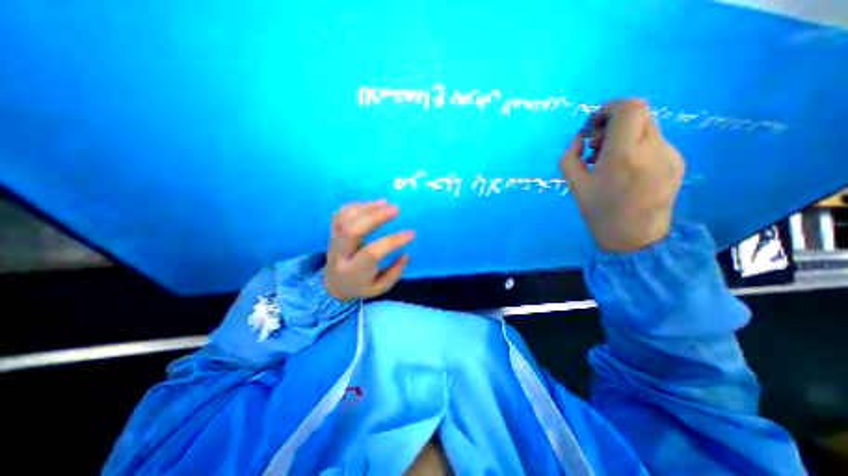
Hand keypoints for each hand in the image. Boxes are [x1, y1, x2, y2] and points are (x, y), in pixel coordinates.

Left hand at [324, 202, 416, 300]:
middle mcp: (340, 254)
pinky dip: (357, 205)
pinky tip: (373, 204)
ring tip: (385, 203)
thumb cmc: (360, 286)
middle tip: (395, 209)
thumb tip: (405, 254)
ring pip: (344, 218)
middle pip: (352, 230)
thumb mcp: (380, 287)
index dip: (393, 241)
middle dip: (375, 216)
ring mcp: (333, 240)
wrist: (333, 284)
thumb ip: (394, 272)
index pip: (372, 252)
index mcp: (353, 271)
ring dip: (366, 207)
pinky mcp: (331, 231)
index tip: (411, 233)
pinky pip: (340, 213)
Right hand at [562, 97, 684, 249]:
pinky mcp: (678, 162)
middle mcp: (653, 149)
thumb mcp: (574, 185)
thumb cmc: (599, 212)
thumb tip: (579, 139)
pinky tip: (626, 170)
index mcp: (624, 155)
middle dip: (612, 124)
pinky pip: (654, 142)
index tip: (593, 127)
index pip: (629, 108)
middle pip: (638, 114)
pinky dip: (635, 147)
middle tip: (597, 148)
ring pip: (646, 127)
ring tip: (609, 162)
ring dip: (623, 136)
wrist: (634, 237)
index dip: (608, 108)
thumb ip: (570, 157)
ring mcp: (670, 154)